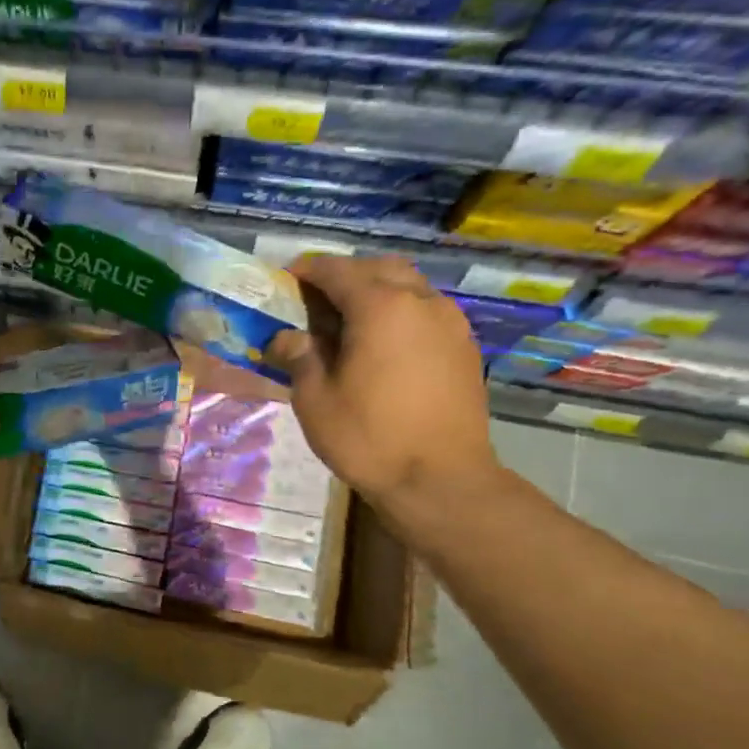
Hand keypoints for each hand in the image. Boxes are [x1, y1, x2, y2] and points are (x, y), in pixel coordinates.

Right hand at [268, 255, 500, 505]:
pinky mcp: (463, 347)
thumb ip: (299, 357)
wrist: (441, 479)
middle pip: (379, 269)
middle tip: (317, 301)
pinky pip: (426, 312)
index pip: (337, 271)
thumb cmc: (368, 437)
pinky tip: (383, 346)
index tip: (285, 280)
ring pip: (408, 287)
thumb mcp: (315, 399)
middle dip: (345, 276)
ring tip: (349, 324)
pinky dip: (400, 314)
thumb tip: (284, 338)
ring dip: (376, 293)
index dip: (307, 271)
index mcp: (380, 306)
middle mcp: (420, 301)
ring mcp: (449, 322)